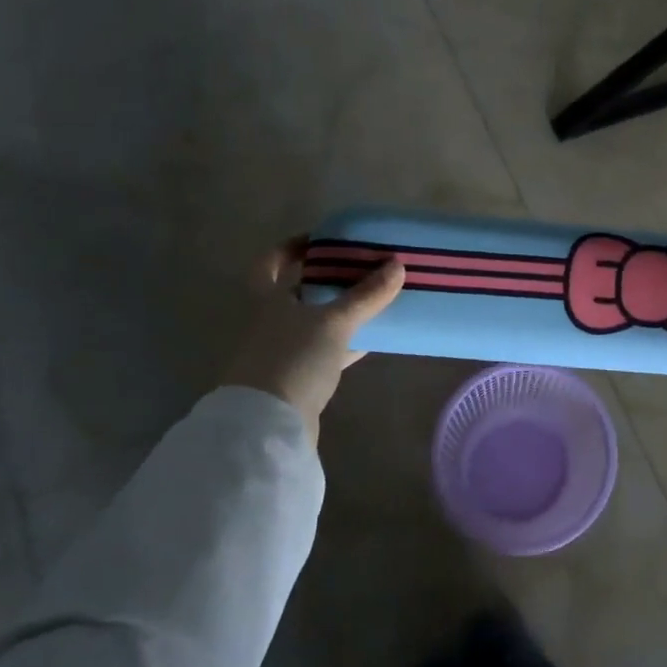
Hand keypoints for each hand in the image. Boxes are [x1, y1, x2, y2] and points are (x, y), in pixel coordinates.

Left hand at [223, 237, 405, 443]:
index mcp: (269, 300)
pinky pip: (326, 351)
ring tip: (374, 299)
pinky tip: (372, 339)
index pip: (270, 263)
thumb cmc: (292, 359)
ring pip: (315, 322)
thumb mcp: (334, 322)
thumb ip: (366, 295)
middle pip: (298, 292)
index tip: (321, 240)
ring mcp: (283, 352)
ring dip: (340, 312)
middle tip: (360, 268)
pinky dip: (347, 343)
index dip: (291, 248)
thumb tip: (397, 264)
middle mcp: (272, 322)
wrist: (269, 425)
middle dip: (327, 279)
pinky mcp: (298, 379)